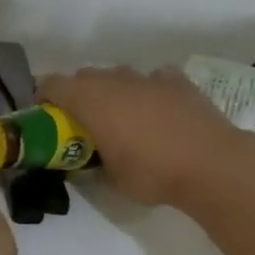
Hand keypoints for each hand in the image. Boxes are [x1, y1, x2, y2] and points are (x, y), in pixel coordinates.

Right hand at [40, 66, 254, 207]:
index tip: (45, 116)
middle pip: (85, 76)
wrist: (210, 164)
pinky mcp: (177, 81)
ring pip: (119, 75)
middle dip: (78, 94)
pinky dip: (148, 90)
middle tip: (82, 122)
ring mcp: (148, 77)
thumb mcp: (111, 178)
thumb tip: (88, 161)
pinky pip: (153, 79)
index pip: (53, 85)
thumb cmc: (152, 173)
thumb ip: (93, 163)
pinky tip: (157, 109)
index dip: (44, 98)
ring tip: (121, 117)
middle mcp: (115, 80)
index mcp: (90, 100)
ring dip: (113, 91)